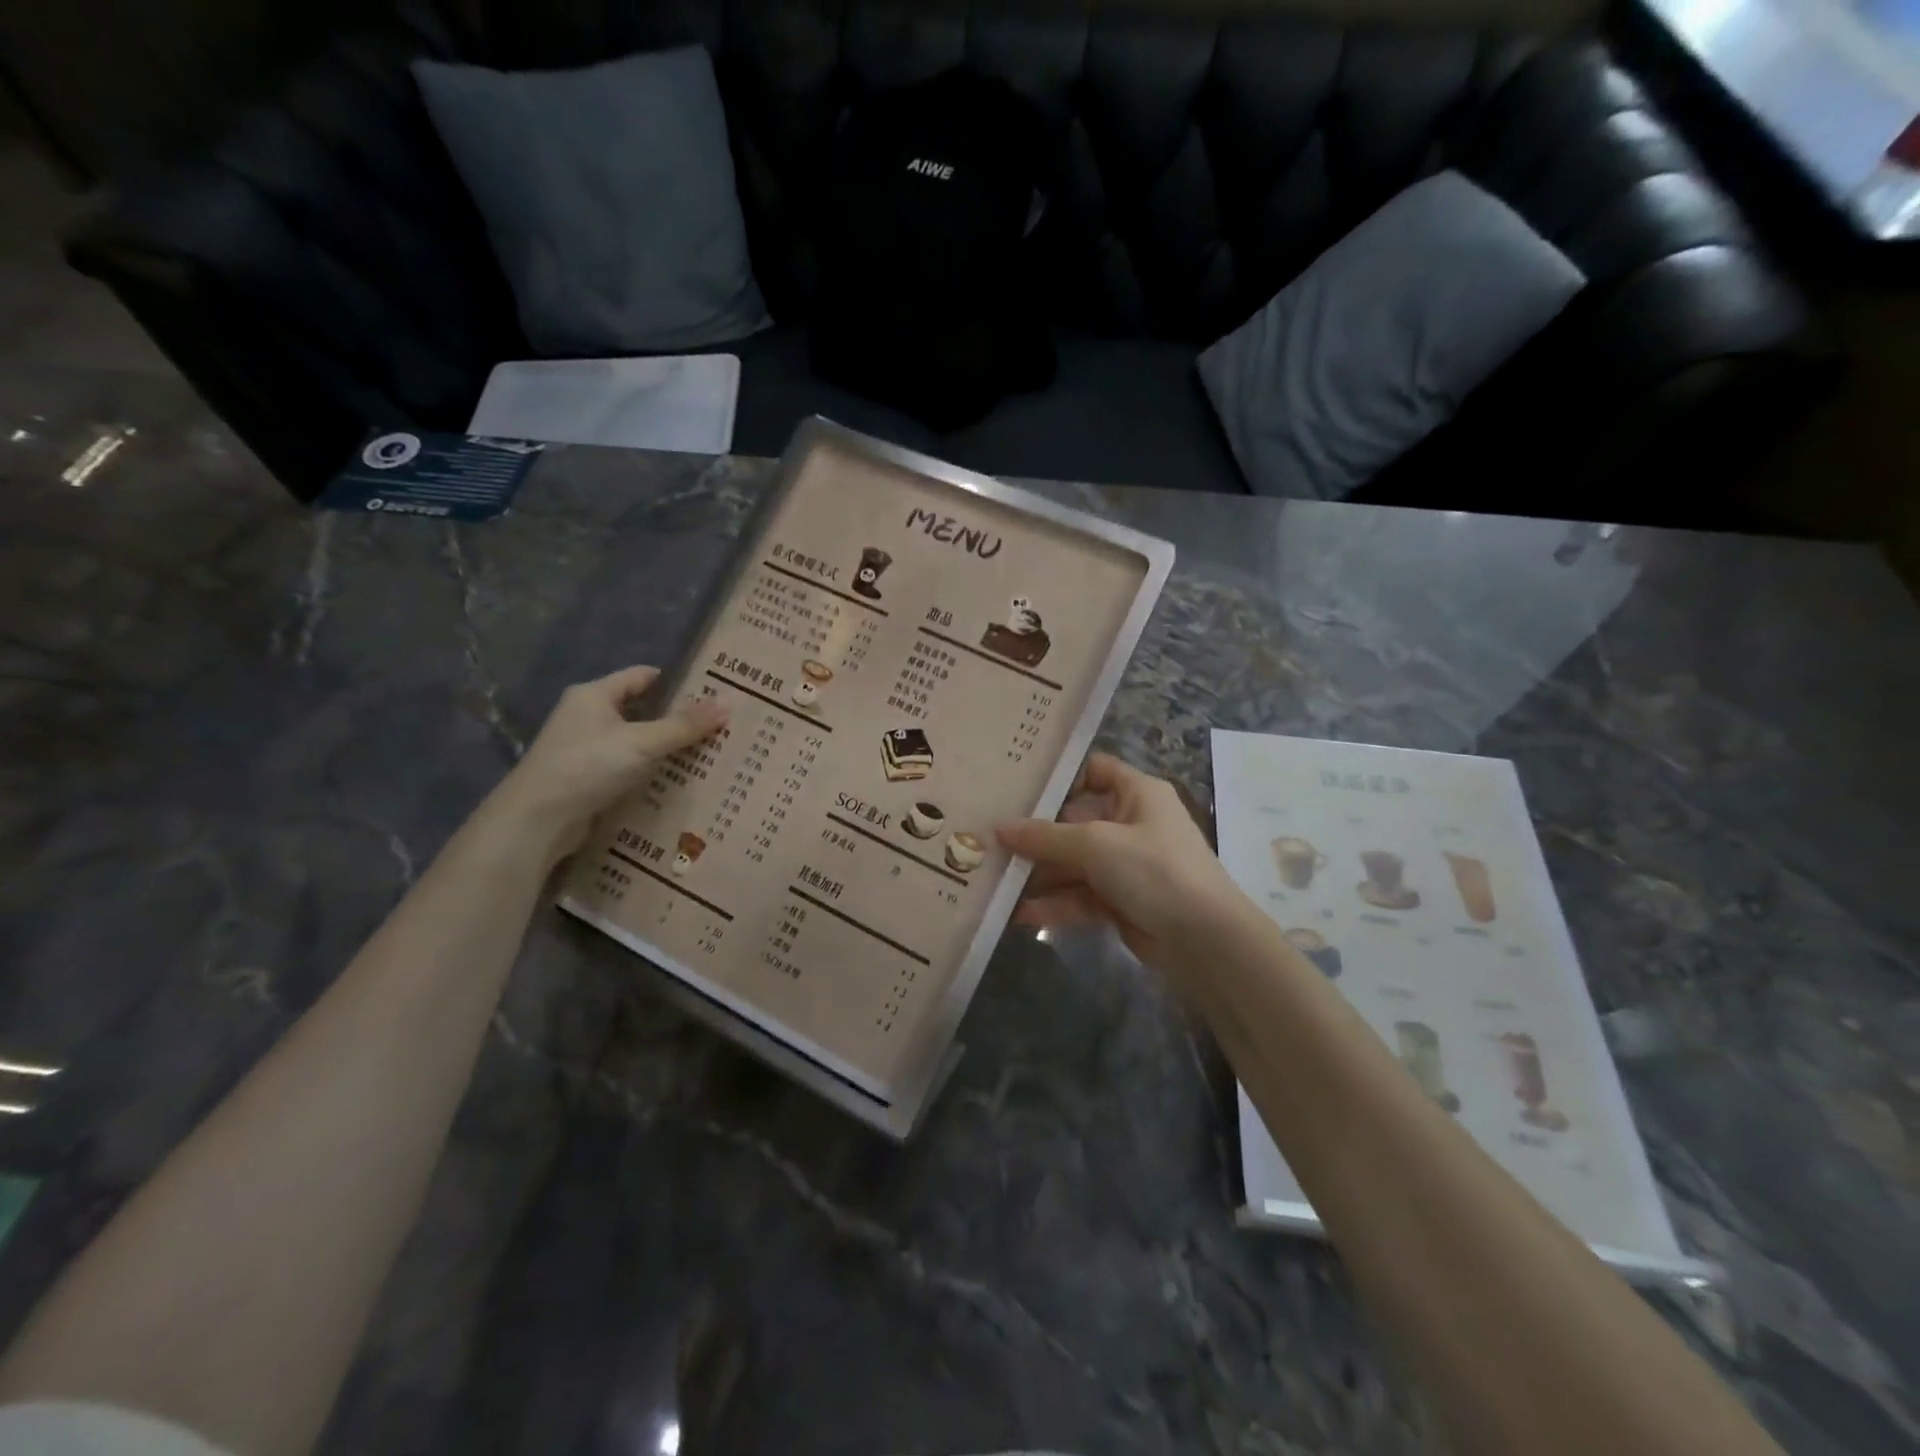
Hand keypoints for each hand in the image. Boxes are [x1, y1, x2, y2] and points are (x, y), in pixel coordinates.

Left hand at [482, 666, 727, 862]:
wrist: (537, 821)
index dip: (678, 682)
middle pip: (642, 710)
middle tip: (718, 727)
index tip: (713, 693)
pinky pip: (628, 769)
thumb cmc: (588, 766)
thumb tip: (729, 702)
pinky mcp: (588, 779)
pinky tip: (678, 783)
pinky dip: (651, 773)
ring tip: (708, 755)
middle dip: (678, 719)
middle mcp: (587, 716)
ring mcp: (586, 749)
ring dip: (666, 749)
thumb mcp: (642, 742)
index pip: (643, 677)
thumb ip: (685, 724)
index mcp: (594, 695)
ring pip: (637, 742)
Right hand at [996, 753, 1245, 967]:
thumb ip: (1045, 836)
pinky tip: (1021, 914)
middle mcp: (1131, 823)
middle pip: (1075, 821)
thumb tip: (998, 828)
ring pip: (1074, 863)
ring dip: (1040, 874)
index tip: (1018, 786)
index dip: (1060, 776)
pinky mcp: (1121, 901)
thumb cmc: (1154, 870)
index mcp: (1137, 793)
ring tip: (997, 881)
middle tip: (991, 839)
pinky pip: (1080, 896)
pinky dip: (1055, 904)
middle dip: (1036, 834)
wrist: (1205, 940)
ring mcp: (1126, 865)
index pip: (1094, 770)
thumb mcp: (1096, 844)